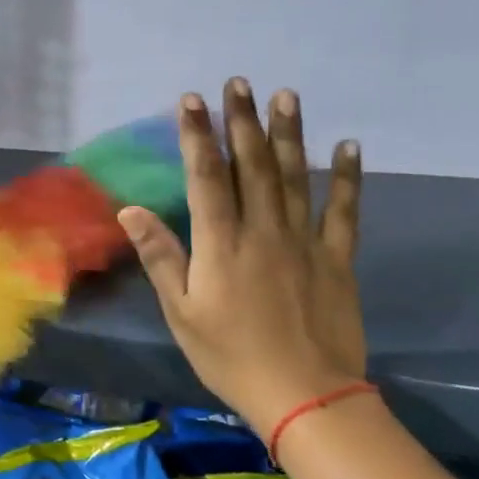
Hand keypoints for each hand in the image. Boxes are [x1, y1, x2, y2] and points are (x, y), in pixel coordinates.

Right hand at [118, 81, 365, 425]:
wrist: (304, 396)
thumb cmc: (230, 356)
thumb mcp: (182, 312)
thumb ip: (161, 257)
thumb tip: (131, 209)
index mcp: (222, 243)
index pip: (206, 177)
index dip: (198, 136)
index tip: (192, 100)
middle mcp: (263, 230)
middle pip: (252, 166)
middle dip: (242, 121)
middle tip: (239, 82)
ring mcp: (304, 241)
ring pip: (294, 177)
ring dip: (288, 134)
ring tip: (285, 96)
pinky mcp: (336, 259)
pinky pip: (344, 211)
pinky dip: (347, 178)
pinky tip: (348, 147)